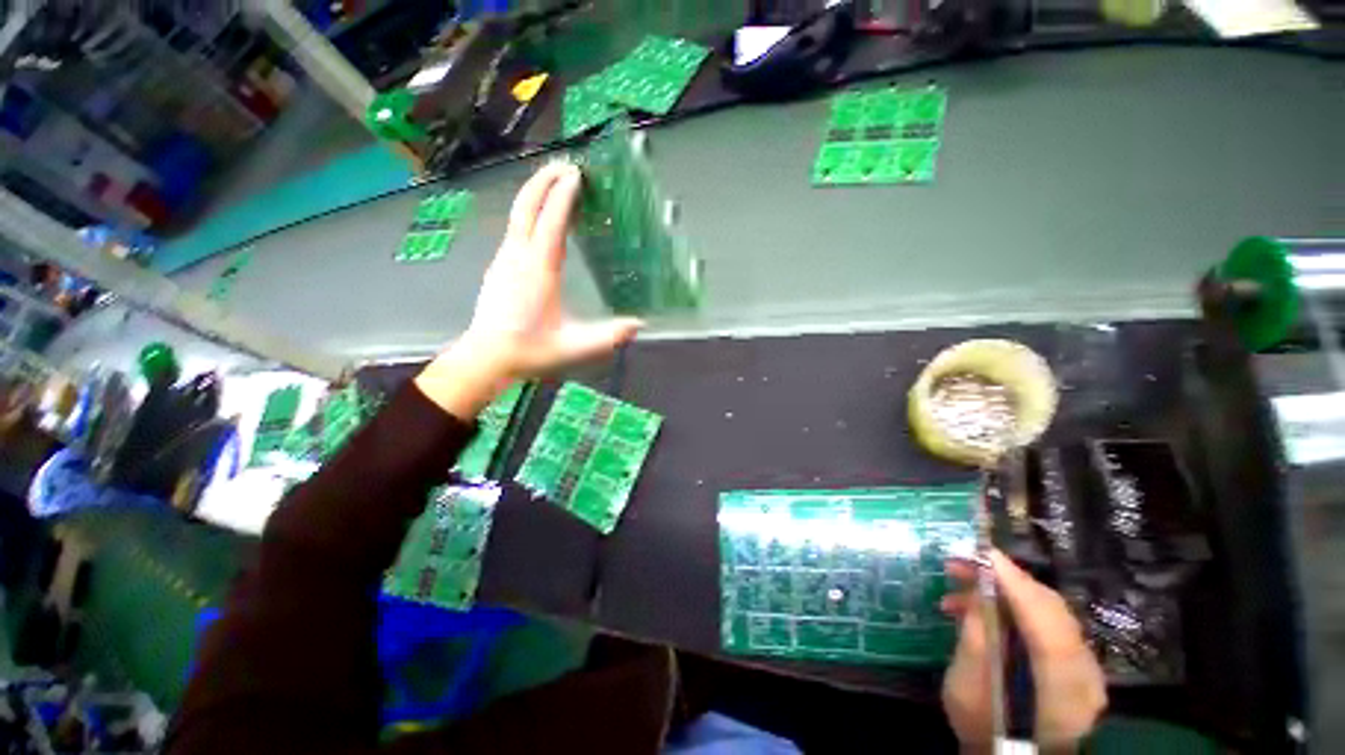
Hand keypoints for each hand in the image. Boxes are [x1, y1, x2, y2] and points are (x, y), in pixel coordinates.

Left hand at [415, 163, 642, 418]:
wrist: (486, 357)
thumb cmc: (530, 351)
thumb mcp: (574, 347)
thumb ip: (607, 336)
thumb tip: (639, 324)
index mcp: (538, 271)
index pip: (551, 223)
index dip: (564, 196)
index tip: (578, 175)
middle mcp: (518, 256)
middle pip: (527, 206)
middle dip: (544, 180)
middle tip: (566, 164)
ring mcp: (505, 258)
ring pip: (518, 213)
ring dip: (536, 192)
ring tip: (556, 182)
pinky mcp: (499, 264)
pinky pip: (515, 227)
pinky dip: (530, 211)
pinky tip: (541, 217)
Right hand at [941, 550, 1106, 748]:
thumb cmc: (984, 730)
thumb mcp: (967, 688)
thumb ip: (976, 640)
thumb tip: (977, 593)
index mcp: (1062, 684)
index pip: (1044, 619)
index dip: (1013, 581)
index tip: (981, 552)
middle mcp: (1084, 671)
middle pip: (1049, 610)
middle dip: (1002, 580)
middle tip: (959, 565)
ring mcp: (1083, 669)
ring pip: (1046, 614)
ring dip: (1001, 594)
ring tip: (957, 591)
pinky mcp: (1073, 666)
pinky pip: (1045, 626)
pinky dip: (1012, 610)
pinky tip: (980, 611)